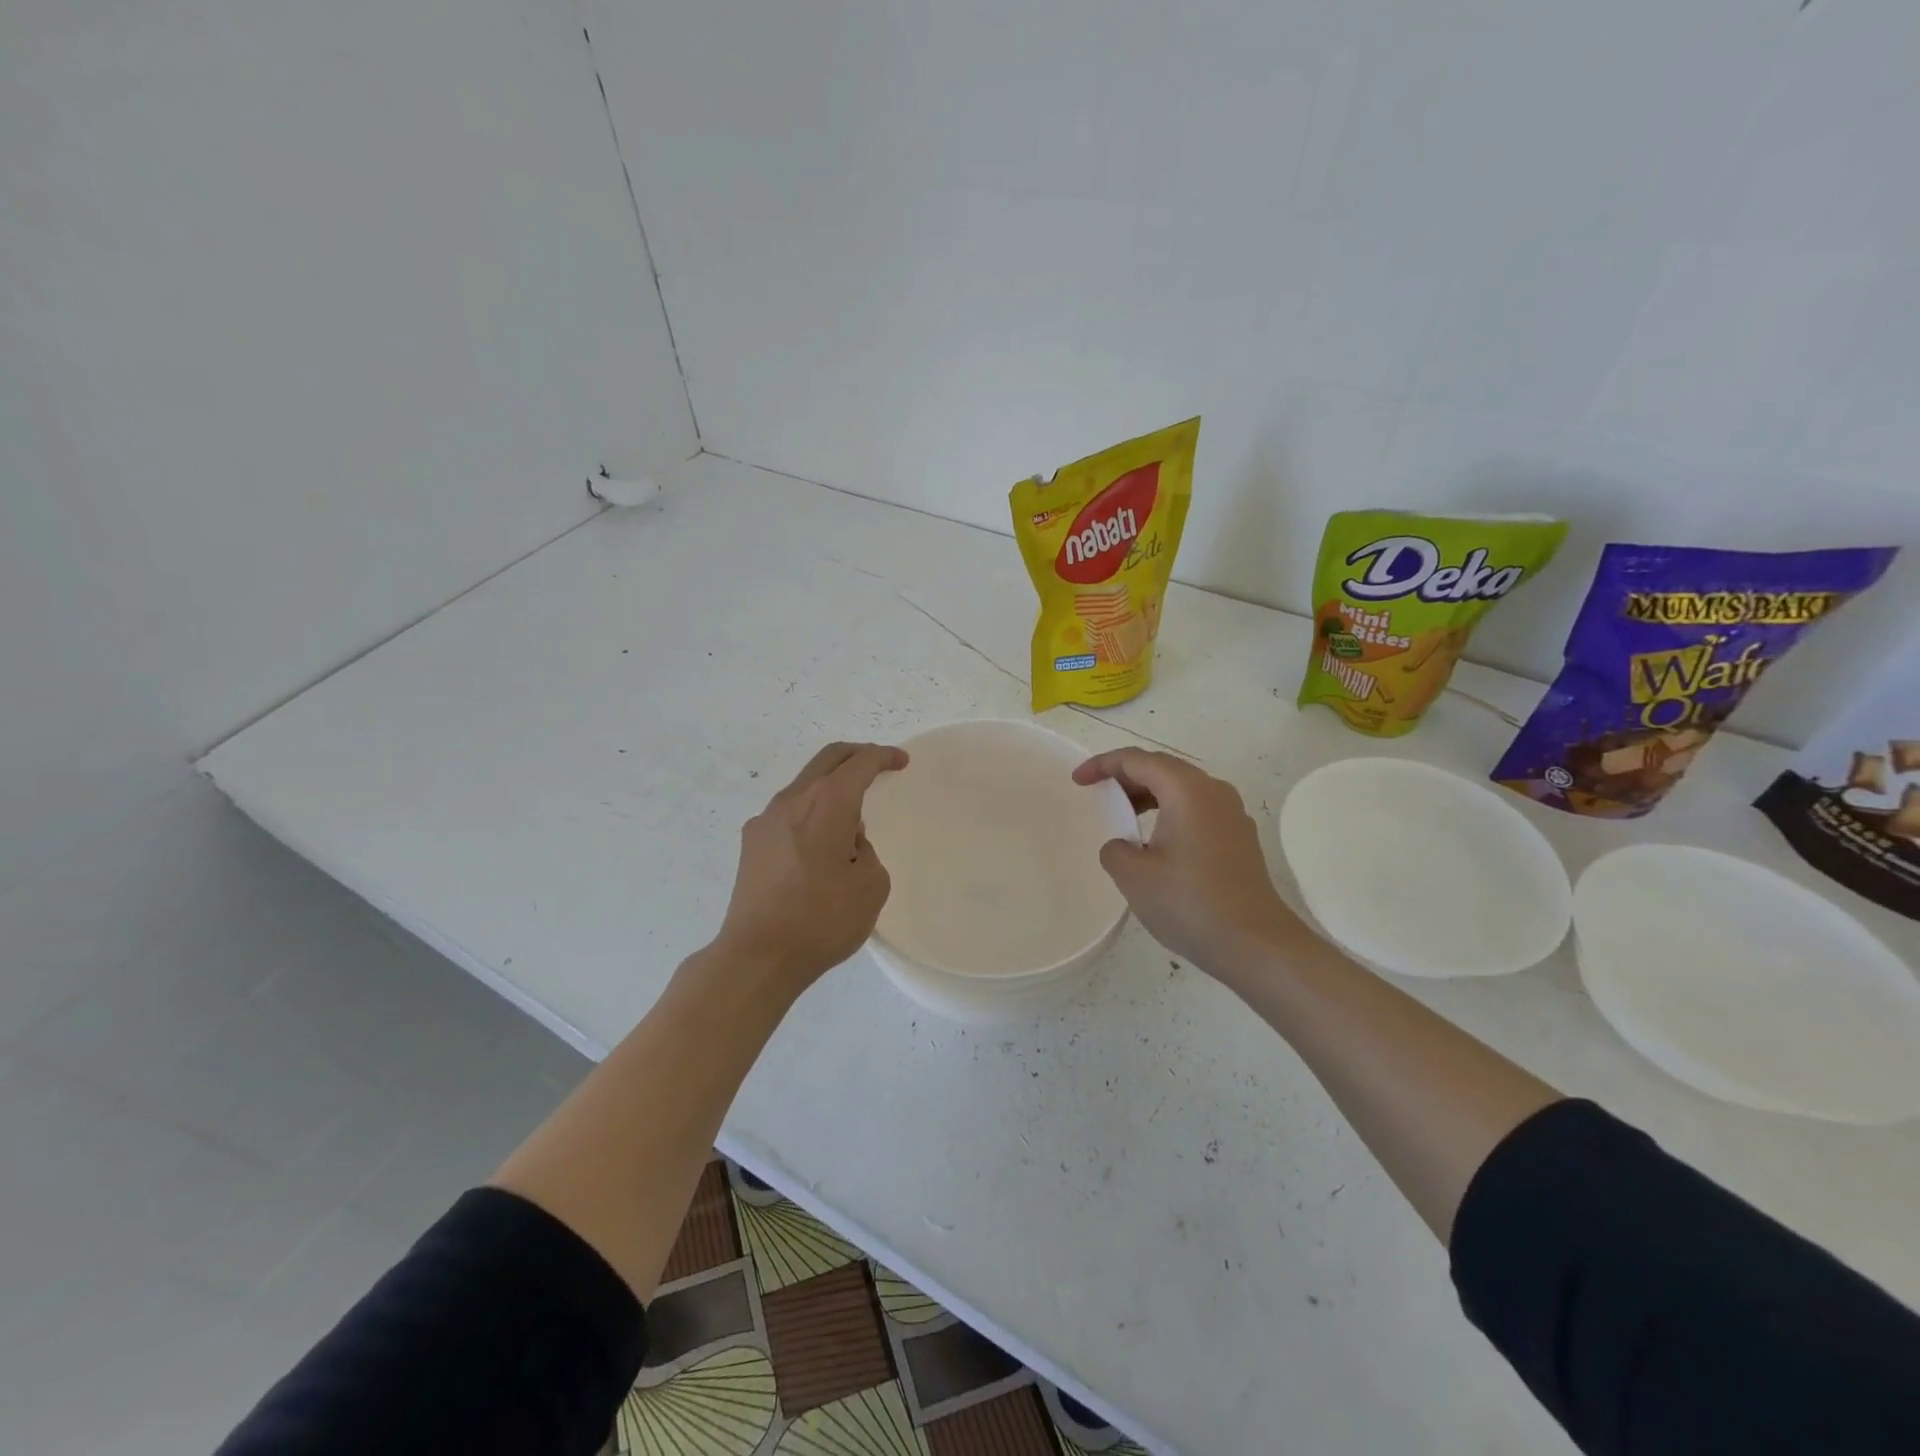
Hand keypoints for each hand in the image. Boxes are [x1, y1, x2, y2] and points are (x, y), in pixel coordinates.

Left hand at [712, 741, 907, 990]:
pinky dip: (811, 811)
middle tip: (878, 763)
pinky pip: (789, 812)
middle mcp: (792, 801)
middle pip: (827, 759)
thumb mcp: (871, 887)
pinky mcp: (751, 844)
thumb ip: (866, 852)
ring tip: (851, 818)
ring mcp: (766, 820)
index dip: (883, 757)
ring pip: (805, 785)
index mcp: (827, 804)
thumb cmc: (821, 920)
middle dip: (856, 754)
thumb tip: (846, 843)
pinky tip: (819, 844)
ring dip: (831, 786)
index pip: (859, 763)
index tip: (901, 761)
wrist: (757, 956)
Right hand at [1073, 748, 1303, 979]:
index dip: (1103, 765)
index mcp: (1187, 790)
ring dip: (1149, 795)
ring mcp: (1232, 815)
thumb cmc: (1189, 902)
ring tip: (1124, 816)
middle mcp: (1213, 792)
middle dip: (1126, 776)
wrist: (1254, 943)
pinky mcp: (1239, 838)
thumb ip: (1116, 850)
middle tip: (1098, 793)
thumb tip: (1125, 846)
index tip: (1078, 781)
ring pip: (1182, 790)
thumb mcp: (1134, 876)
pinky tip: (1157, 843)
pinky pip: (1197, 810)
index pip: (1137, 760)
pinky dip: (1170, 813)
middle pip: (1163, 769)